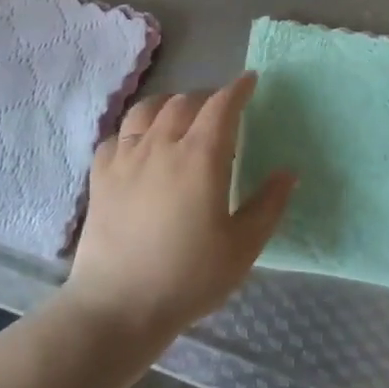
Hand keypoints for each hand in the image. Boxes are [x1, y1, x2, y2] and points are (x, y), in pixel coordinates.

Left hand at [63, 73, 295, 343]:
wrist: (118, 306)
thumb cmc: (188, 278)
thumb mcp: (242, 247)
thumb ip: (268, 205)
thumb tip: (288, 172)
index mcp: (201, 156)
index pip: (222, 106)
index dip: (238, 89)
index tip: (250, 81)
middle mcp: (161, 145)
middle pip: (184, 101)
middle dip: (206, 97)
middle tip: (219, 110)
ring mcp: (126, 157)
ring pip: (147, 110)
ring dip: (168, 105)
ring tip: (179, 117)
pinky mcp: (100, 176)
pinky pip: (117, 136)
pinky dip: (134, 131)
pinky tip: (139, 146)